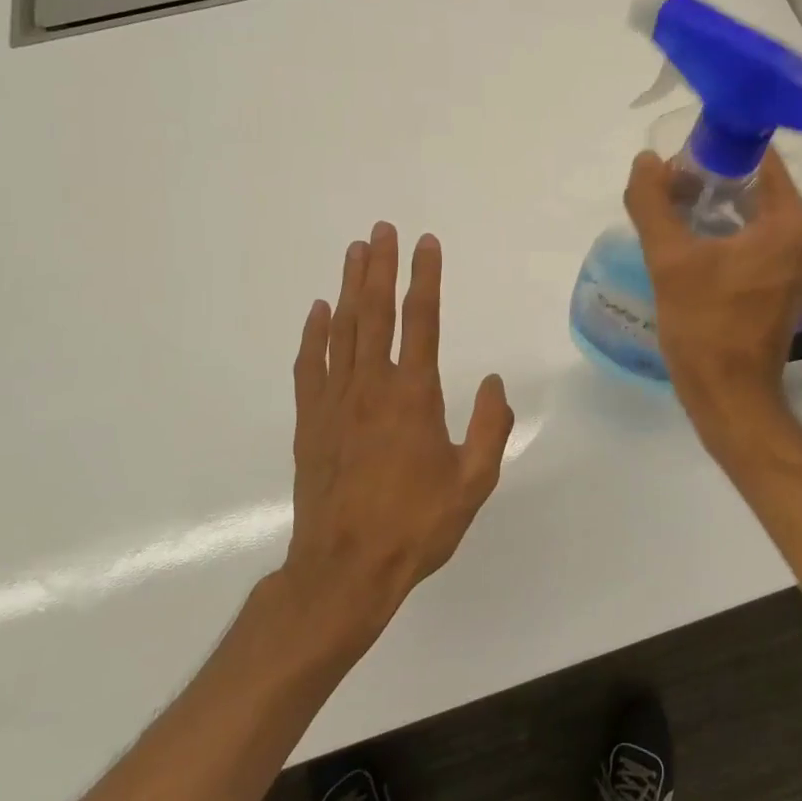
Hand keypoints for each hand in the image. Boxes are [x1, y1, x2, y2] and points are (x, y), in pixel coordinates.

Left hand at [284, 223, 514, 632]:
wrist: (343, 571)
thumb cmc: (415, 526)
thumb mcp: (473, 482)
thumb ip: (489, 427)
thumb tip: (492, 382)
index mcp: (413, 396)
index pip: (421, 321)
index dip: (425, 277)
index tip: (426, 243)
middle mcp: (371, 386)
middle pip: (375, 312)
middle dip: (380, 266)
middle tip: (381, 229)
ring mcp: (334, 401)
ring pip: (342, 330)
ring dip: (350, 287)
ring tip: (354, 252)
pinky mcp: (309, 421)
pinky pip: (310, 365)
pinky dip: (314, 333)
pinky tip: (319, 310)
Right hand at [624, 149, 801, 440]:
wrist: (729, 396)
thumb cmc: (705, 325)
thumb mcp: (670, 259)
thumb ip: (653, 203)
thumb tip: (645, 161)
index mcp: (790, 222)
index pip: (759, 159)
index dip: (716, 149)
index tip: (678, 157)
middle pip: (755, 184)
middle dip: (710, 178)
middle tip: (666, 184)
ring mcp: (799, 262)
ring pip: (753, 212)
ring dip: (714, 205)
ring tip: (670, 209)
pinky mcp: (785, 283)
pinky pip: (756, 238)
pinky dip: (725, 231)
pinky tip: (688, 239)